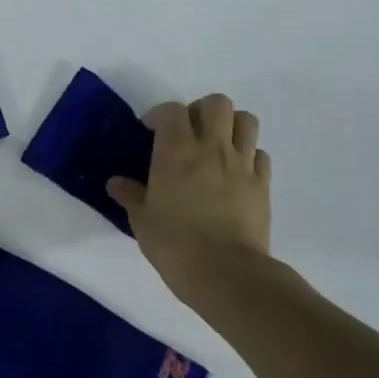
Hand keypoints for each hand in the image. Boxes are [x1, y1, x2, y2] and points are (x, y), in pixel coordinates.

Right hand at [108, 93, 271, 299]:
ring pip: (246, 120)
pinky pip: (260, 154)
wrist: (226, 274)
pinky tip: (235, 173)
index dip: (160, 115)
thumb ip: (130, 196)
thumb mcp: (142, 221)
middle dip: (201, 111)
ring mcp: (242, 164)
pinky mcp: (263, 184)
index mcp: (176, 151)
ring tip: (216, 145)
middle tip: (188, 133)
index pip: (172, 110)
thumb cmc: (175, 245)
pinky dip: (248, 155)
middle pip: (217, 103)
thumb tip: (116, 183)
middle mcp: (212, 147)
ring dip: (230, 125)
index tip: (150, 131)